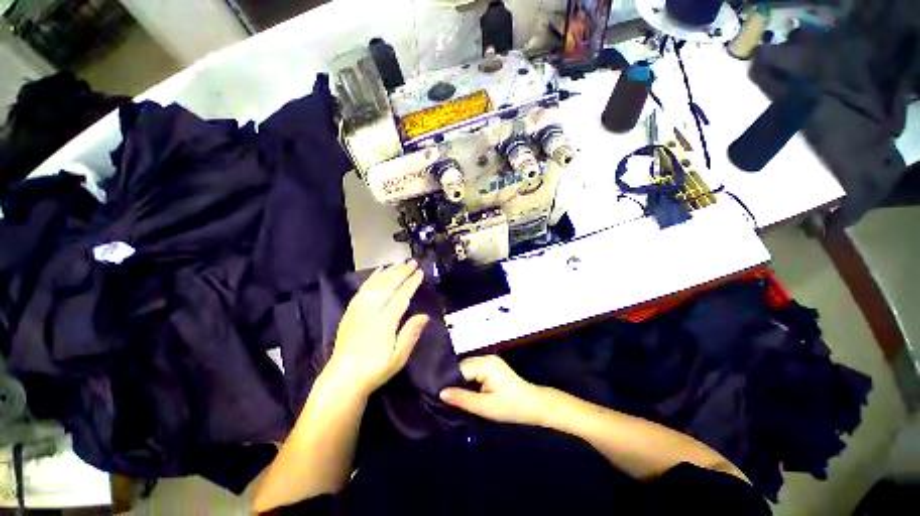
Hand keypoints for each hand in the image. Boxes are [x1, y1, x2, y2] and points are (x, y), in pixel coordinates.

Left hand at [327, 261, 429, 396]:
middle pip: (388, 287)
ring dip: (388, 272)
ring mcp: (358, 310)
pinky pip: (362, 290)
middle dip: (401, 272)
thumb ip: (410, 334)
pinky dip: (371, 279)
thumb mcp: (398, 358)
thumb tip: (424, 316)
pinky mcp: (350, 312)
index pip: (401, 297)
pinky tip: (377, 272)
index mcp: (384, 322)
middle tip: (412, 262)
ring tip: (398, 263)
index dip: (411, 283)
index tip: (420, 272)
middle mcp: (371, 312)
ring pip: (375, 285)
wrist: (343, 379)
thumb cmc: (375, 369)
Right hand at [439, 355, 544, 425]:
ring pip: (468, 367)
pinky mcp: (492, 365)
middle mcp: (486, 358)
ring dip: (461, 379)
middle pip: (463, 365)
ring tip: (452, 392)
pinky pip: (474, 369)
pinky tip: (465, 388)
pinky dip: (469, 378)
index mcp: (485, 364)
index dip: (449, 380)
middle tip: (444, 395)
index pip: (460, 368)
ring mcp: (490, 360)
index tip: (438, 393)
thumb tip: (441, 393)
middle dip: (454, 379)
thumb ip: (462, 398)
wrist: (532, 405)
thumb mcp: (484, 406)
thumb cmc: (509, 407)